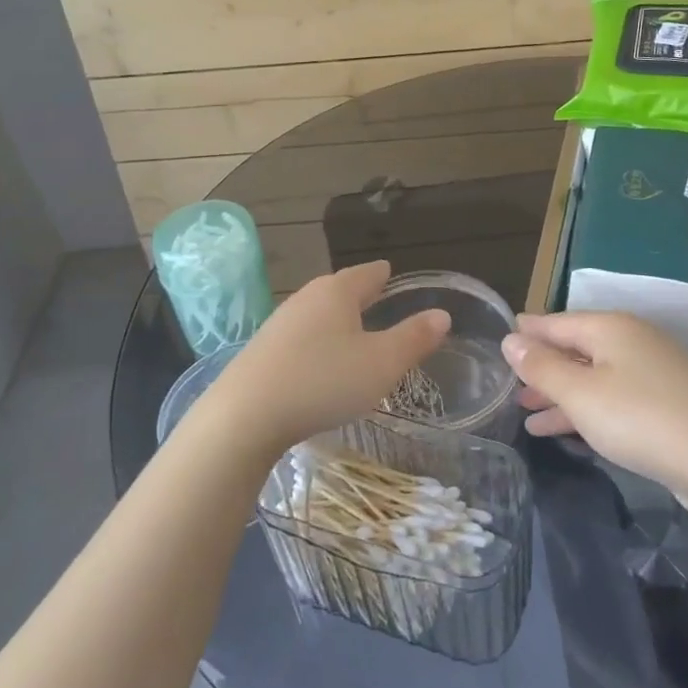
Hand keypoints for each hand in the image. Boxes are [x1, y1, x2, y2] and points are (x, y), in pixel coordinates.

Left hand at [198, 261, 449, 455]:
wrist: (245, 414)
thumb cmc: (324, 381)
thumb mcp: (381, 363)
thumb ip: (414, 338)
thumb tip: (442, 314)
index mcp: (337, 292)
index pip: (368, 273)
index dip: (384, 274)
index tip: (391, 272)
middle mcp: (306, 298)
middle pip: (339, 289)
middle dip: (359, 293)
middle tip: (378, 297)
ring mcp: (280, 323)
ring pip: (317, 312)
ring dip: (336, 318)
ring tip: (353, 328)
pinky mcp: (262, 350)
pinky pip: (301, 336)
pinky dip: (317, 340)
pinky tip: (319, 359)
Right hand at [501, 312, 687, 501]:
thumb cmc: (641, 419)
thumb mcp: (580, 393)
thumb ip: (542, 367)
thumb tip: (510, 339)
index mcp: (610, 328)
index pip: (555, 321)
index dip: (527, 332)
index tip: (500, 340)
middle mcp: (631, 341)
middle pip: (575, 347)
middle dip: (541, 367)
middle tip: (507, 385)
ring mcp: (651, 372)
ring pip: (592, 376)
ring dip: (560, 393)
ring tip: (525, 412)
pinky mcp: (665, 404)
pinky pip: (612, 398)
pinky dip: (585, 410)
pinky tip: (562, 430)